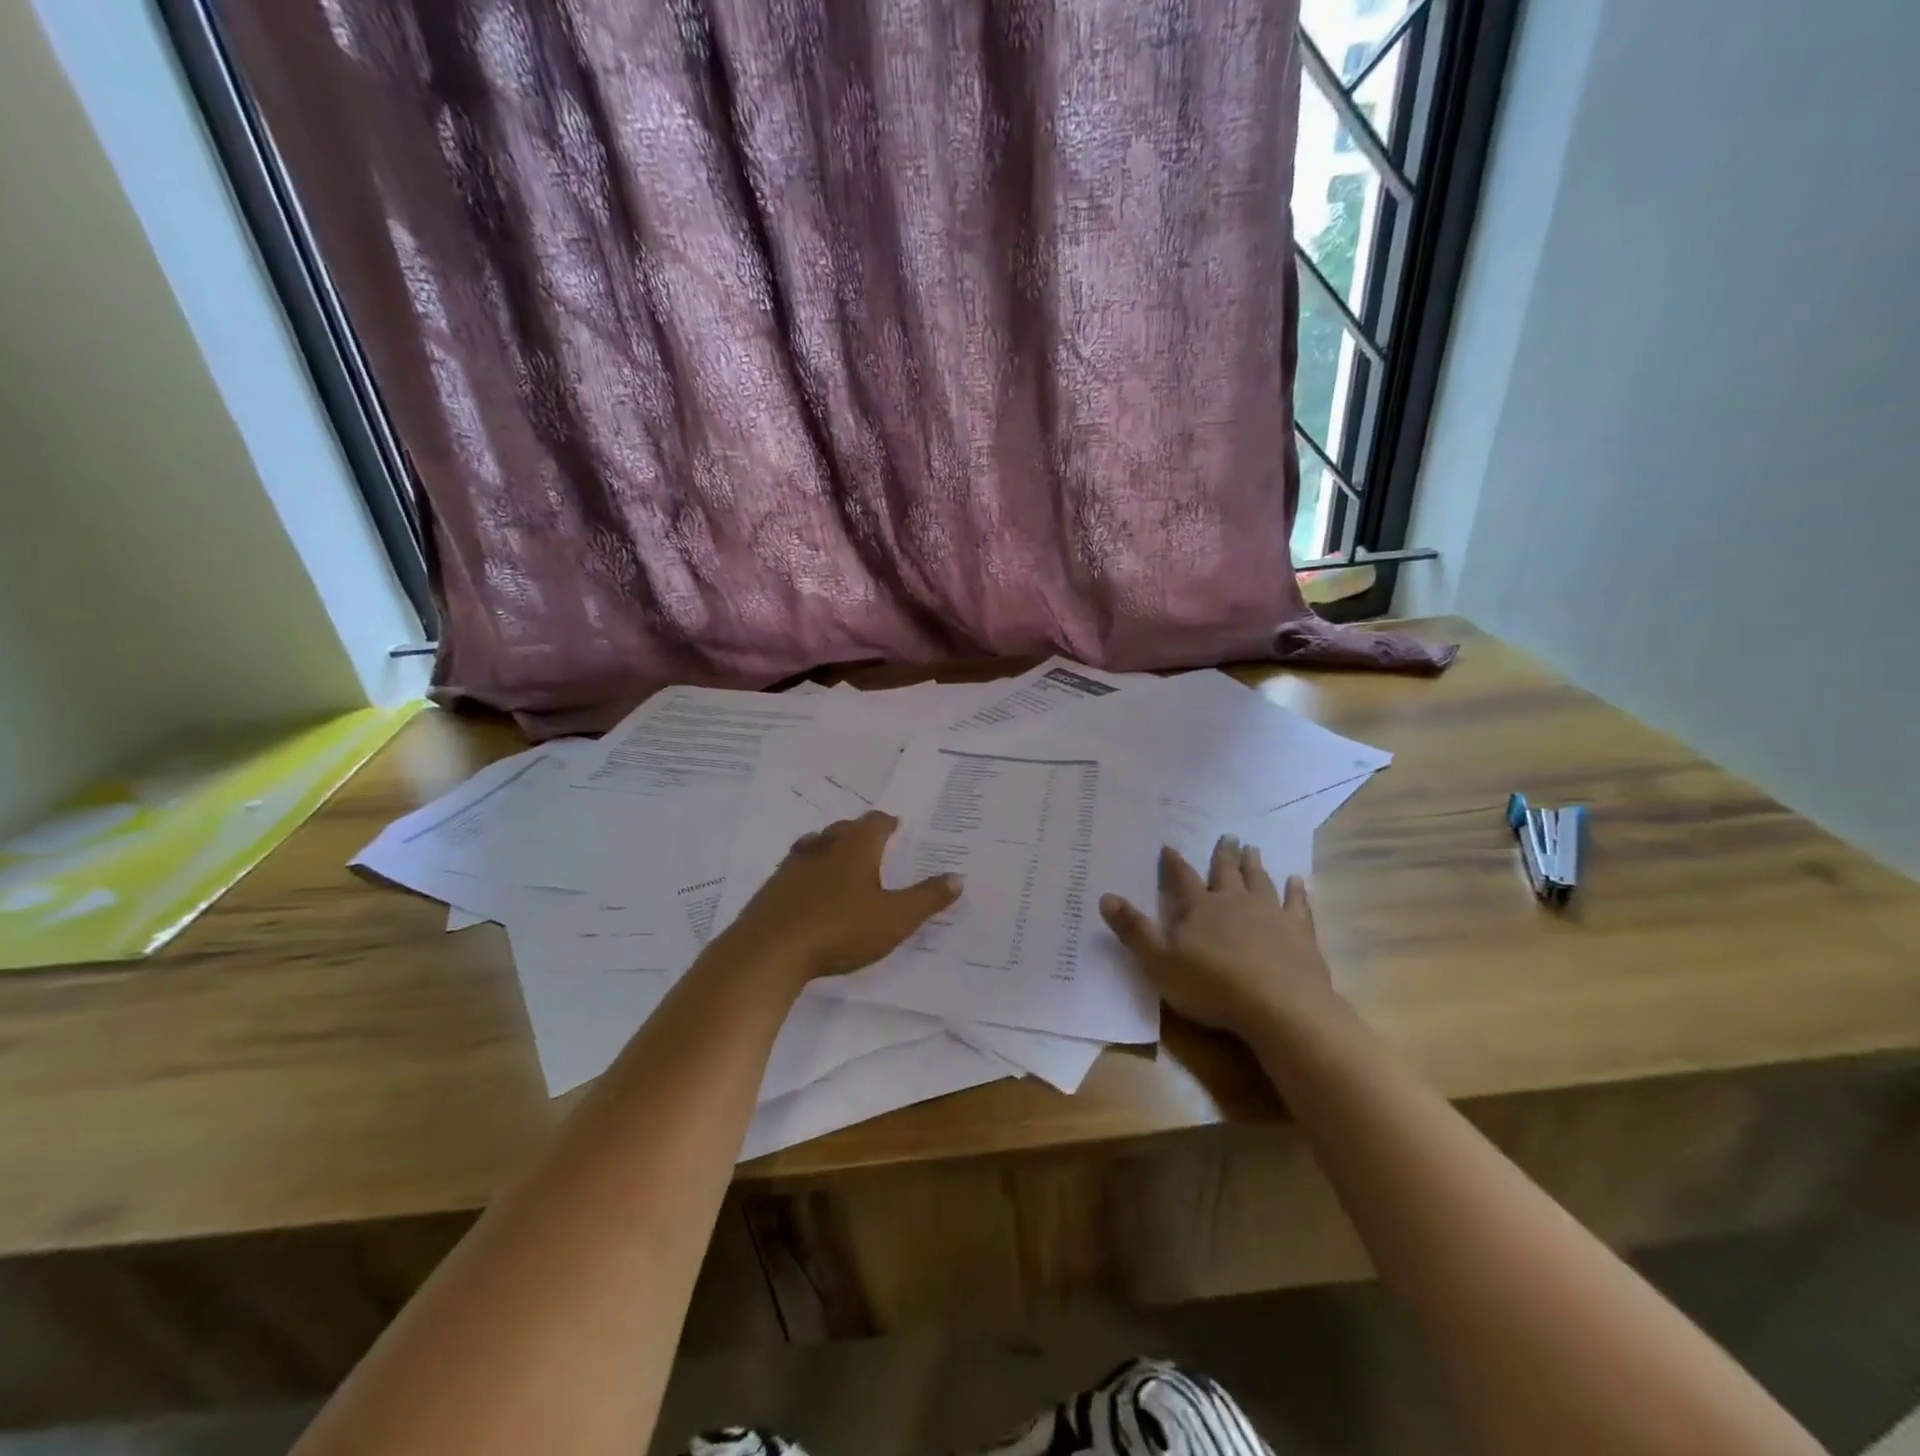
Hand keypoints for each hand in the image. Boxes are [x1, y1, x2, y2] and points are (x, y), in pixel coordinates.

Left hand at [721, 811, 961, 985]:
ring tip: (843, 863)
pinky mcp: (771, 889)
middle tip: (875, 845)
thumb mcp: (895, 919)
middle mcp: (823, 847)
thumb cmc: (839, 929)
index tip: (897, 826)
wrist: (769, 952)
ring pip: (816, 846)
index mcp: (855, 847)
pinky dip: (809, 874)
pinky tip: (811, 894)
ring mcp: (792, 866)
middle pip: (844, 829)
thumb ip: (927, 898)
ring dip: (831, 850)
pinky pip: (796, 871)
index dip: (888, 823)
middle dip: (860, 833)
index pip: (875, 822)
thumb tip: (956, 878)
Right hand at [1099, 836, 1338, 1033]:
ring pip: (1259, 882)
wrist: (1280, 1007)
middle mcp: (1233, 902)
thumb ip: (1134, 930)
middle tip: (1228, 836)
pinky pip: (1297, 904)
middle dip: (1223, 855)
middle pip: (1226, 873)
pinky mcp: (1299, 932)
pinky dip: (1297, 891)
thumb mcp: (1160, 963)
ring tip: (1253, 849)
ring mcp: (1269, 914)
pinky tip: (1298, 881)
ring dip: (1254, 865)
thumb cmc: (1213, 986)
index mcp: (1199, 908)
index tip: (1169, 846)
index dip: (1173, 863)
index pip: (1182, 879)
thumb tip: (1105, 897)